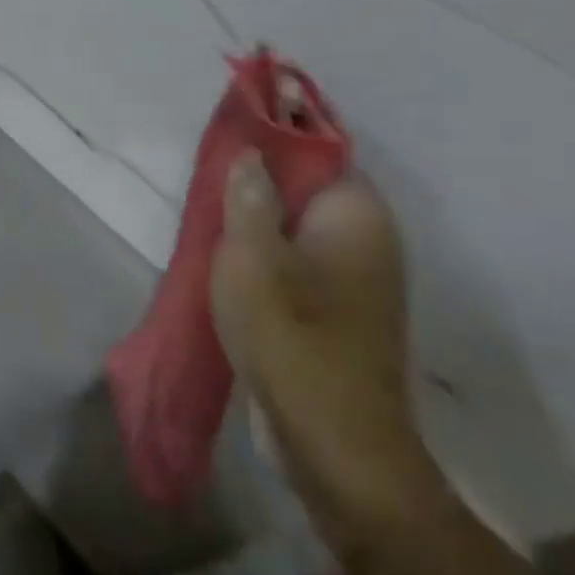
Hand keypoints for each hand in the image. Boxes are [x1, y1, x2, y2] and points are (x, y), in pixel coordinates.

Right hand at [210, 152, 439, 530]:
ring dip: (256, 221)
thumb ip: (249, 198)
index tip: (228, 136)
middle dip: (258, 182)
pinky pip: (297, 262)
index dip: (276, 138)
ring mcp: (355, 280)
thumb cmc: (291, 335)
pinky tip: (227, 263)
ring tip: (208, 220)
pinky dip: (265, 254)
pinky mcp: (337, 312)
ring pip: (298, 228)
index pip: (321, 152)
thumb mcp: (252, 256)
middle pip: (308, 189)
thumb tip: (251, 153)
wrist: (332, 438)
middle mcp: (368, 240)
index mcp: (357, 216)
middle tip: (206, 181)